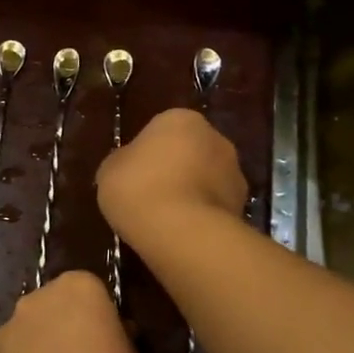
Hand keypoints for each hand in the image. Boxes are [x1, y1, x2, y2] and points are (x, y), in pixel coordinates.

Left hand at [0, 271, 141, 352]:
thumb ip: (120, 337)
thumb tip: (114, 334)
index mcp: (81, 286)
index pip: (91, 288)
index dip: (100, 314)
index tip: (108, 339)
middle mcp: (41, 294)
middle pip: (57, 301)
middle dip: (68, 321)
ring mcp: (13, 323)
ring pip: (34, 325)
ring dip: (44, 341)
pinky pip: (17, 350)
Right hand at [96, 108, 247, 245]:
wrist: (181, 231)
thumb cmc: (138, 188)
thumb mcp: (110, 170)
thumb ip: (124, 162)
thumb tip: (132, 166)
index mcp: (180, 119)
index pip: (163, 129)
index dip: (148, 152)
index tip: (136, 174)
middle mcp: (215, 137)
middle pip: (191, 150)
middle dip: (177, 168)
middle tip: (152, 194)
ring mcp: (235, 172)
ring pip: (208, 178)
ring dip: (194, 192)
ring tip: (168, 220)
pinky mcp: (243, 204)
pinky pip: (216, 205)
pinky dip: (203, 215)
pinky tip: (185, 233)